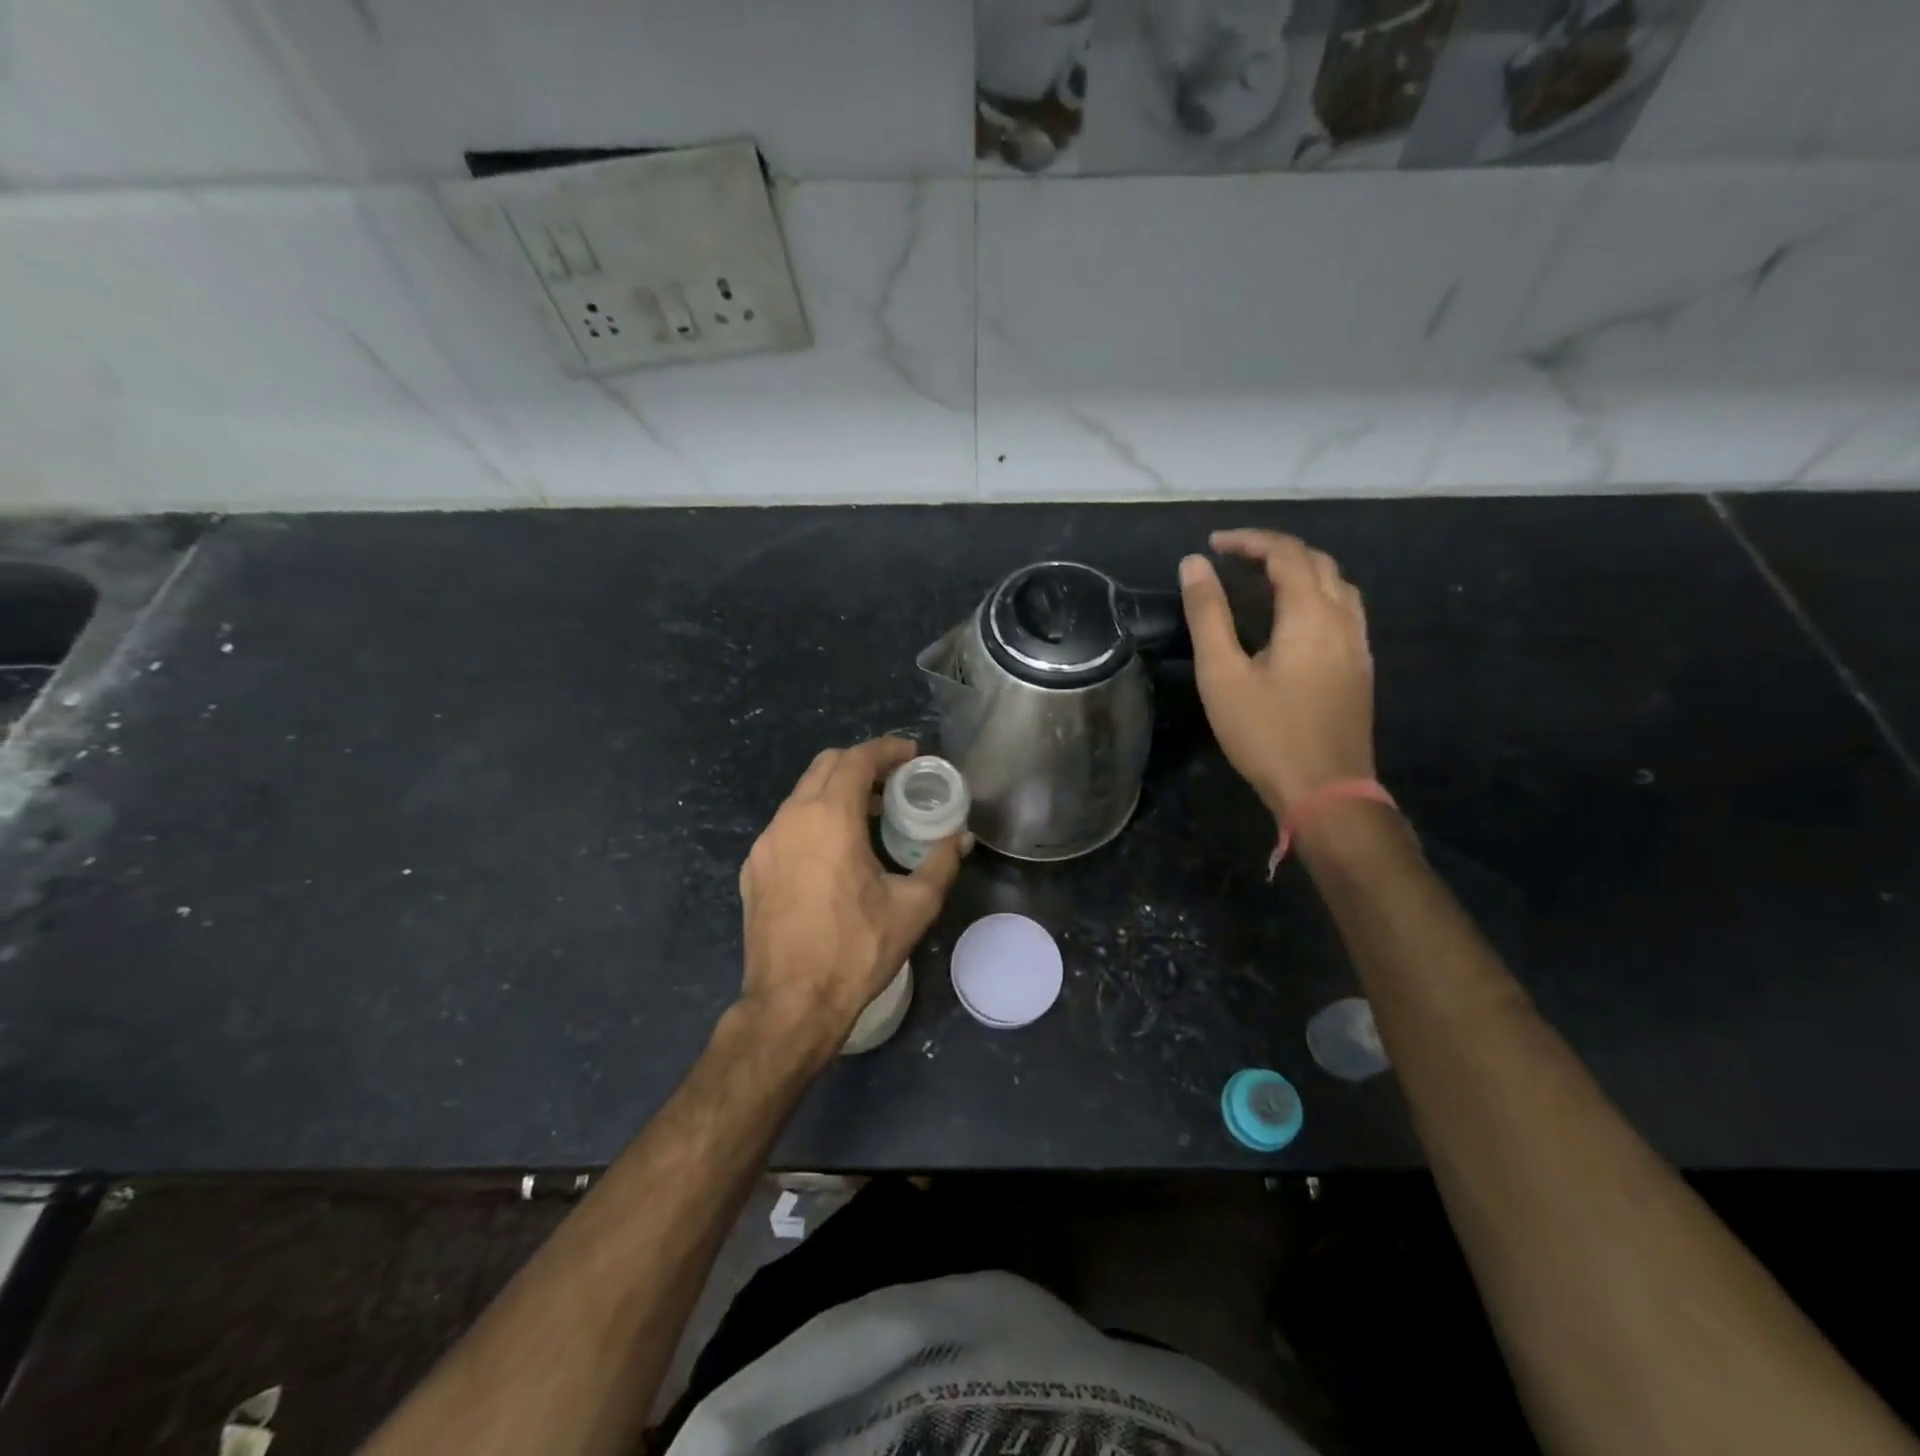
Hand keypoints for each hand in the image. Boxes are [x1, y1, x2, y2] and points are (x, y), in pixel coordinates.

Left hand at [738, 737, 966, 1053]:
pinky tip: (835, 852)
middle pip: (826, 766)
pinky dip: (814, 819)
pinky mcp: (754, 869)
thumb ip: (941, 863)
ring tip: (870, 815)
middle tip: (895, 781)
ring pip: (803, 795)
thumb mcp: (913, 907)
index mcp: (829, 818)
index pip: (857, 760)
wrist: (791, 1004)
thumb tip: (961, 838)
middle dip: (862, 764)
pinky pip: (787, 826)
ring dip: (837, 791)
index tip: (912, 754)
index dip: (887, 750)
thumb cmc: (856, 950)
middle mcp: (791, 819)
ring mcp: (765, 844)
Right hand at [1179, 530, 1375, 818]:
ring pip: (1337, 585)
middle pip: (1317, 562)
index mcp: (1310, 614)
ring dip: (1300, 571)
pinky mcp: (1359, 668)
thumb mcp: (1223, 674)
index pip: (1286, 553)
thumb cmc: (1266, 733)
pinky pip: (1344, 611)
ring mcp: (1358, 644)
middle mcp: (1343, 619)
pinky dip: (1316, 596)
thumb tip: (1194, 564)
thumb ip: (1208, 615)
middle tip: (1234, 559)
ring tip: (1262, 582)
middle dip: (1275, 550)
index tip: (1213, 546)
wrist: (1326, 791)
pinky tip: (1294, 620)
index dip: (1249, 541)